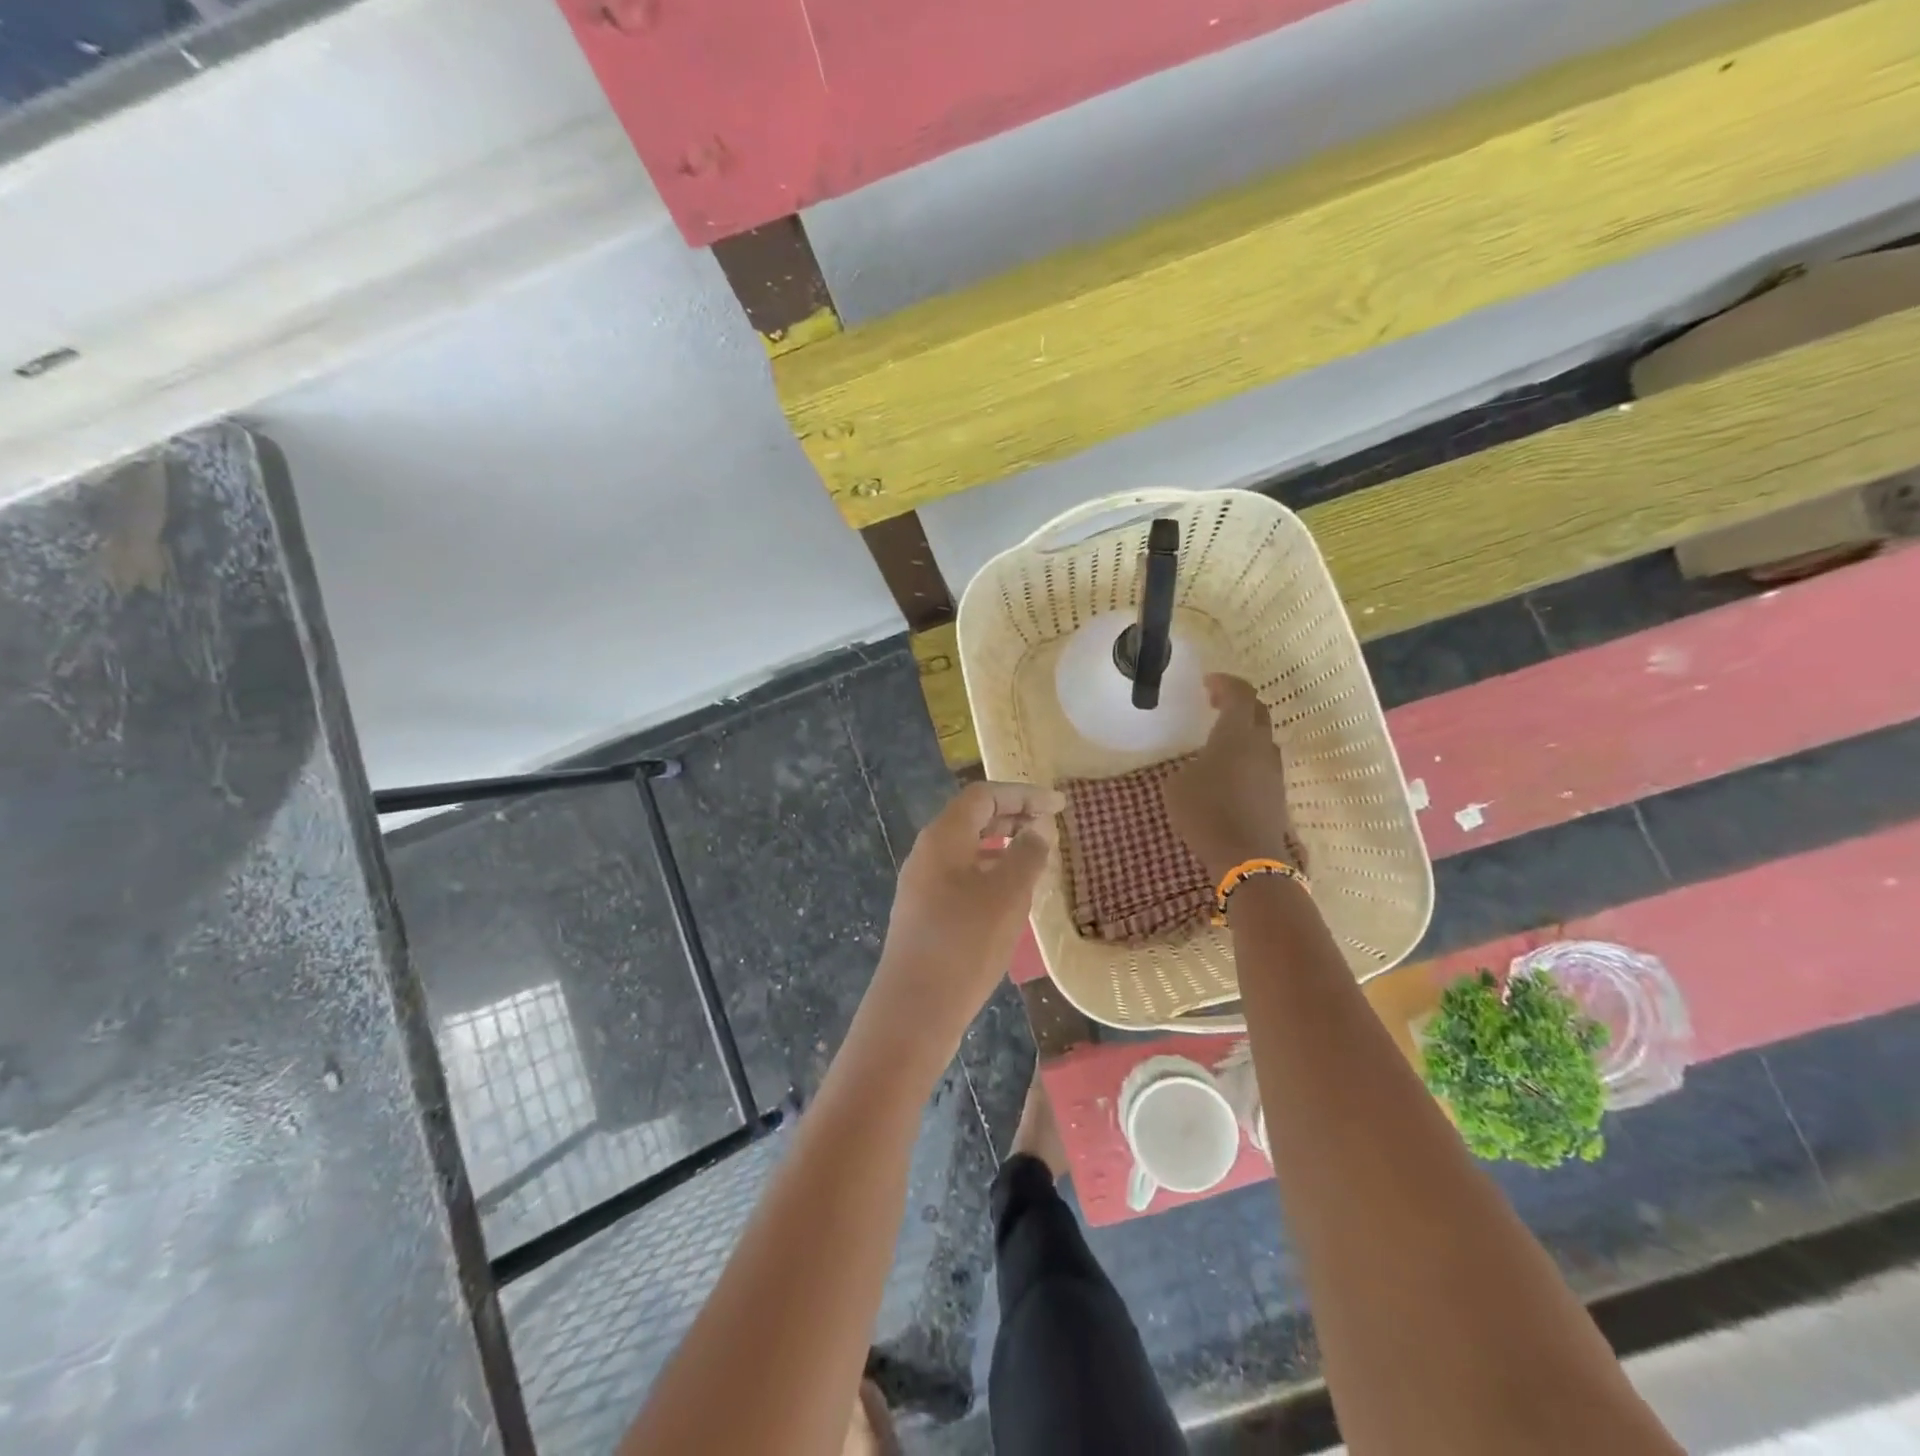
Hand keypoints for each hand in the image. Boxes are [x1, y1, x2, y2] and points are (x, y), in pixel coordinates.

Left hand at [866, 781, 1063, 1057]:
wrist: (914, 1010)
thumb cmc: (964, 943)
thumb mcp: (1007, 894)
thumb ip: (1027, 854)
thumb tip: (1038, 828)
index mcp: (943, 837)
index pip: (984, 796)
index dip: (1023, 794)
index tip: (1059, 805)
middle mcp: (928, 853)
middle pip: (973, 819)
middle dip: (1014, 816)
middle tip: (1051, 825)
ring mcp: (923, 884)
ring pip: (969, 850)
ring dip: (1004, 846)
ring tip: (1039, 858)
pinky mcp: (925, 913)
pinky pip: (963, 877)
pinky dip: (991, 873)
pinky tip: (1013, 896)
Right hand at [1164, 675, 1296, 880]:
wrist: (1246, 857)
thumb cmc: (1206, 812)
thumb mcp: (1177, 785)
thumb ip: (1188, 766)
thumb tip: (1198, 767)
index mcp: (1236, 734)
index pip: (1241, 694)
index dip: (1226, 683)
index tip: (1208, 683)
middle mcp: (1261, 746)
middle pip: (1258, 712)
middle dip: (1238, 703)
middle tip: (1215, 705)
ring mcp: (1273, 771)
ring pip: (1262, 739)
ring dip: (1244, 732)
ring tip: (1220, 740)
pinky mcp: (1276, 793)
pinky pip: (1262, 763)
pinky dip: (1247, 757)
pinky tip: (1229, 771)